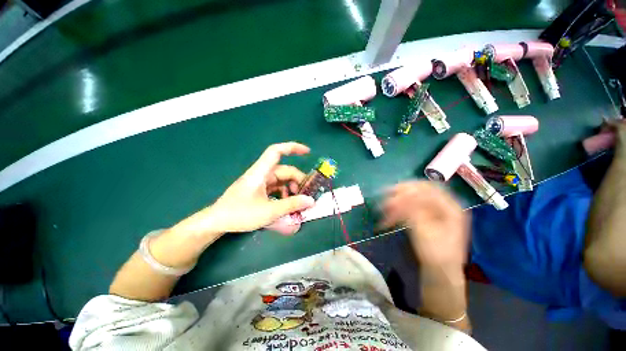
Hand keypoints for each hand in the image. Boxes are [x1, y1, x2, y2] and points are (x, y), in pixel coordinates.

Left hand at [172, 142, 315, 238]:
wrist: (217, 222)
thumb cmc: (240, 214)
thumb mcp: (269, 211)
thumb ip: (291, 205)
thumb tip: (311, 200)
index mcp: (261, 172)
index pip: (276, 151)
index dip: (292, 148)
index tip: (307, 152)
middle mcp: (262, 174)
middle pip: (284, 170)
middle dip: (297, 181)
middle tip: (306, 195)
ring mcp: (260, 182)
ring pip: (281, 180)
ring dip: (291, 189)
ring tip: (296, 202)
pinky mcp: (259, 189)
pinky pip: (276, 187)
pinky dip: (284, 193)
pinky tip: (286, 204)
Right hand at [380, 181, 469, 268]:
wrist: (440, 273)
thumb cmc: (437, 255)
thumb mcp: (425, 233)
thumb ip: (413, 212)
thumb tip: (401, 196)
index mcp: (451, 208)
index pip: (429, 189)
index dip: (410, 188)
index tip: (393, 191)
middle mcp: (444, 206)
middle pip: (421, 191)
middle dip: (402, 192)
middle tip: (386, 194)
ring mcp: (436, 211)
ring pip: (414, 198)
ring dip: (399, 200)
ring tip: (385, 206)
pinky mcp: (427, 217)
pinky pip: (412, 207)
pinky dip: (400, 209)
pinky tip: (390, 213)